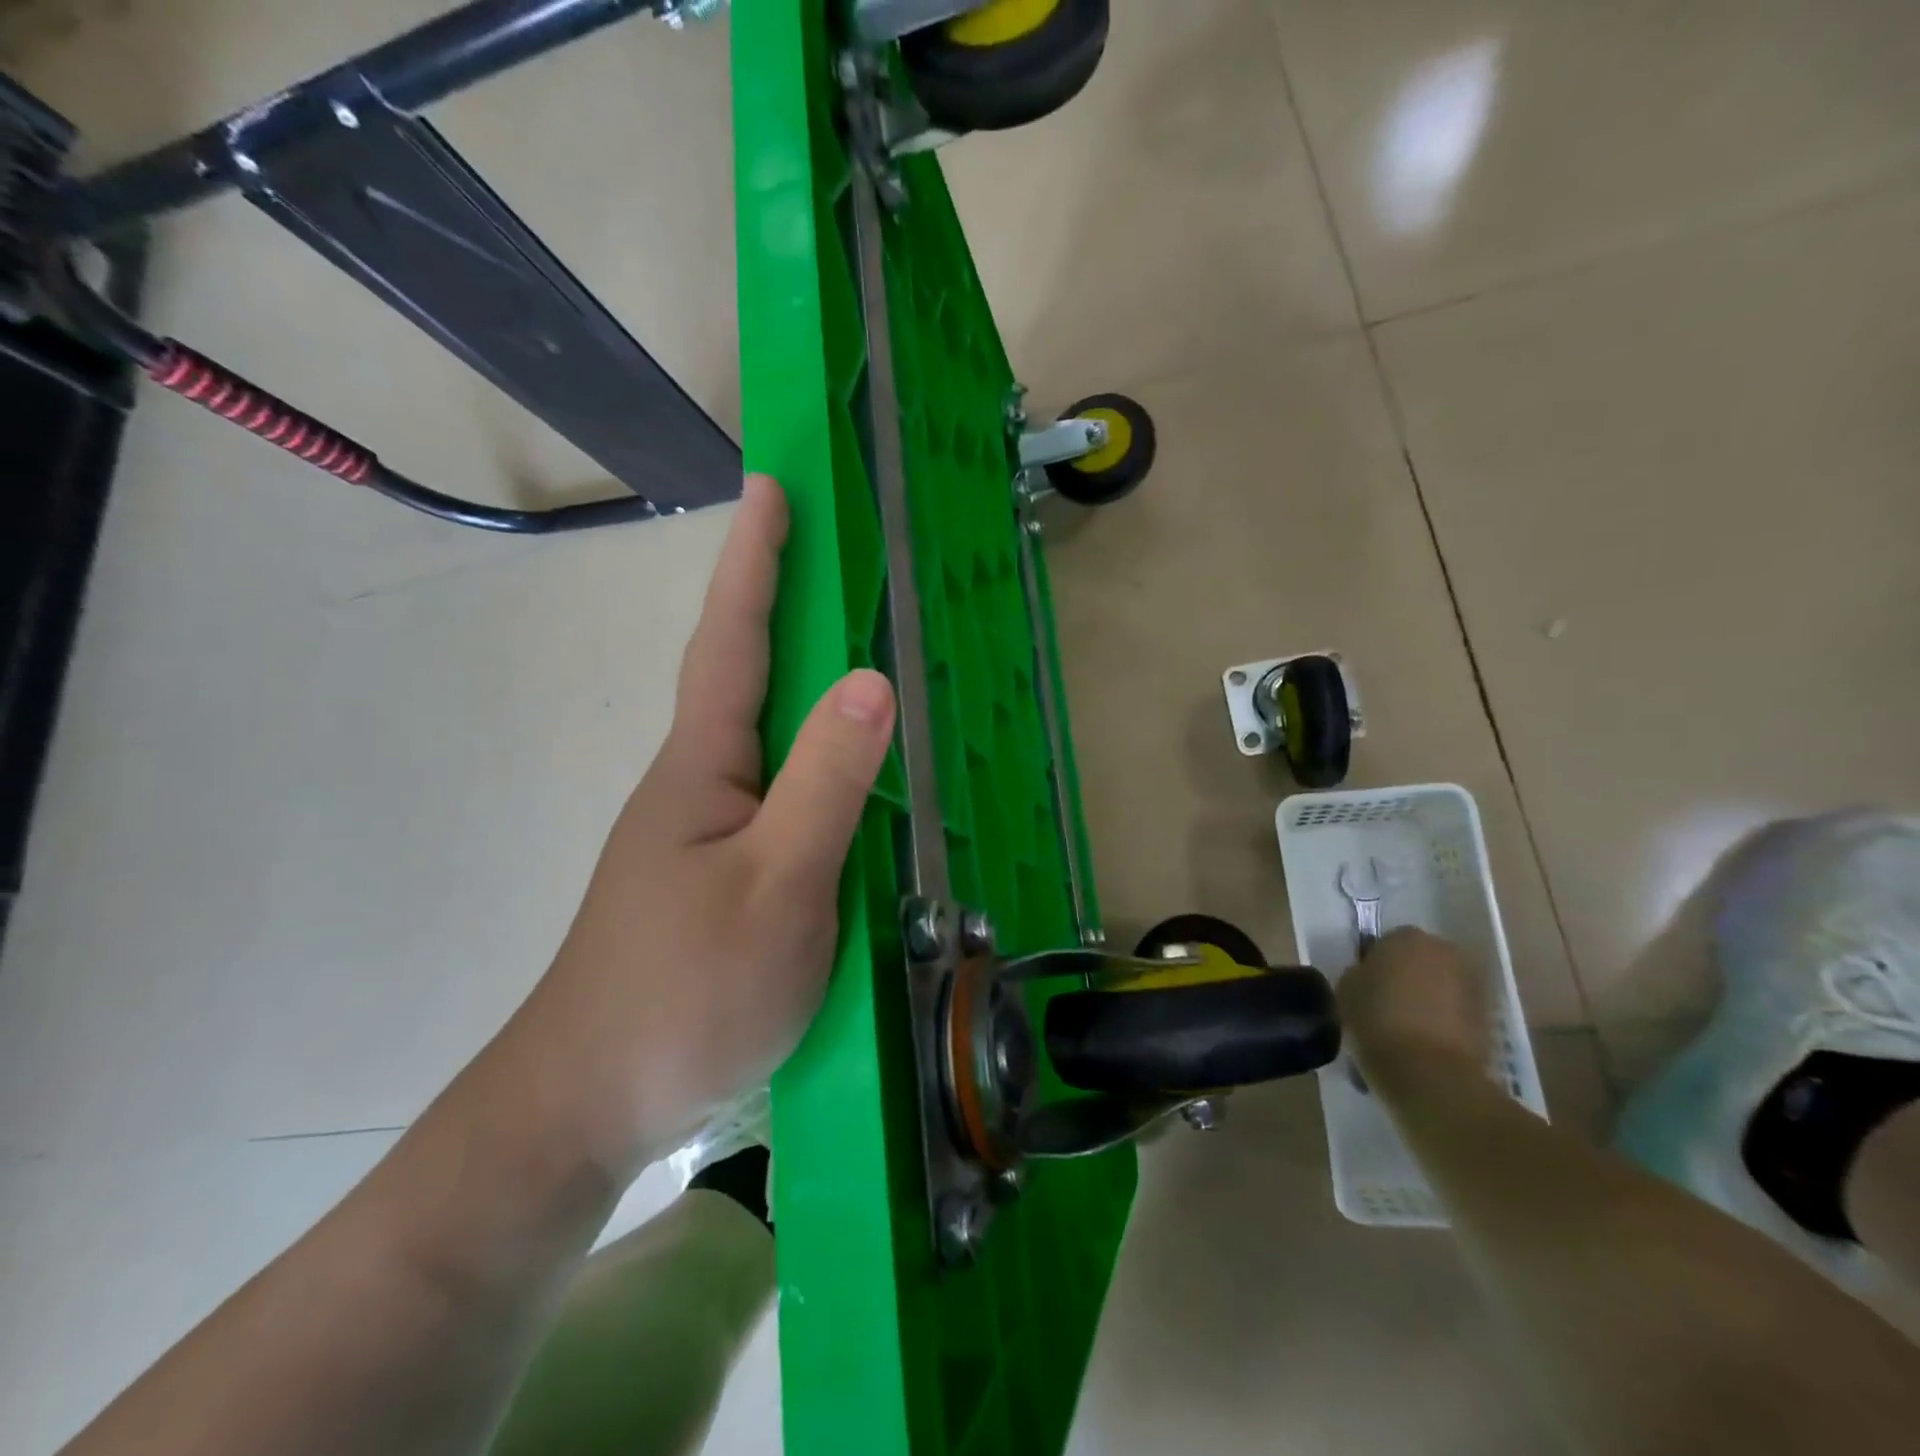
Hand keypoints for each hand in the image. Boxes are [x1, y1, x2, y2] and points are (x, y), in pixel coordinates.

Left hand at [509, 476, 895, 1176]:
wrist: (590, 1103)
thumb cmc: (685, 990)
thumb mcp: (778, 884)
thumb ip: (826, 782)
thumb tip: (873, 682)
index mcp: (703, 767)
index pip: (732, 639)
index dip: (754, 562)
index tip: (770, 487)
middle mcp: (697, 785)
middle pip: (745, 676)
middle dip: (780, 605)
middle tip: (830, 558)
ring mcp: (701, 833)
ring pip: (762, 740)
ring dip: (799, 684)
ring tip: (853, 652)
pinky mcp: (714, 878)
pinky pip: (773, 794)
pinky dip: (809, 761)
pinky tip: (840, 777)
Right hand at [1338, 928, 1490, 1087]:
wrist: (1430, 1073)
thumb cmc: (1378, 1020)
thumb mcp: (1346, 989)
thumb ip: (1358, 973)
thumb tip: (1368, 975)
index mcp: (1406, 937)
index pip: (1386, 942)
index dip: (1375, 964)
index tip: (1366, 986)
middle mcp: (1445, 951)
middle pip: (1420, 959)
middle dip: (1407, 976)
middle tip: (1386, 1003)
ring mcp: (1472, 984)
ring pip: (1441, 985)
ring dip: (1428, 998)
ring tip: (1407, 1027)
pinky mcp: (1489, 1017)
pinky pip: (1457, 1011)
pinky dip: (1445, 1021)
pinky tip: (1425, 1042)